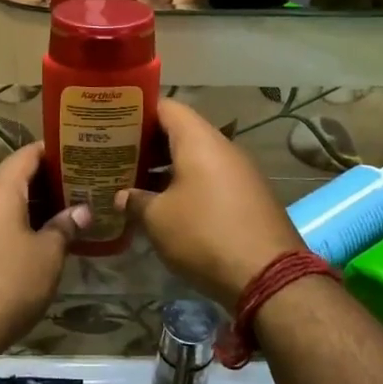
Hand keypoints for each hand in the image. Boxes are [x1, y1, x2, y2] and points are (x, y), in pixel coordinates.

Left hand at [0, 143, 89, 360]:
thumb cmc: (7, 285)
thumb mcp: (47, 256)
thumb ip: (64, 227)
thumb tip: (81, 210)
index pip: (28, 154)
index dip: (55, 151)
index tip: (81, 153)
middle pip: (15, 177)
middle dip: (49, 181)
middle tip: (83, 186)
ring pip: (3, 202)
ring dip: (33, 205)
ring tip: (68, 212)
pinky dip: (16, 223)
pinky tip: (39, 240)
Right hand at [118, 100, 304, 304]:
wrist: (269, 275)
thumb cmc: (204, 234)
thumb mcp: (158, 219)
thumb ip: (135, 201)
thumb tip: (121, 196)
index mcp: (199, 140)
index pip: (166, 107)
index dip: (138, 112)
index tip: (113, 123)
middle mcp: (222, 147)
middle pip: (180, 132)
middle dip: (148, 144)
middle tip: (117, 157)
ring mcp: (240, 172)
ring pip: (196, 158)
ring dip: (166, 168)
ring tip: (135, 182)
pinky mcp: (248, 196)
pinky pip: (210, 178)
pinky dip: (187, 185)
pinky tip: (166, 206)